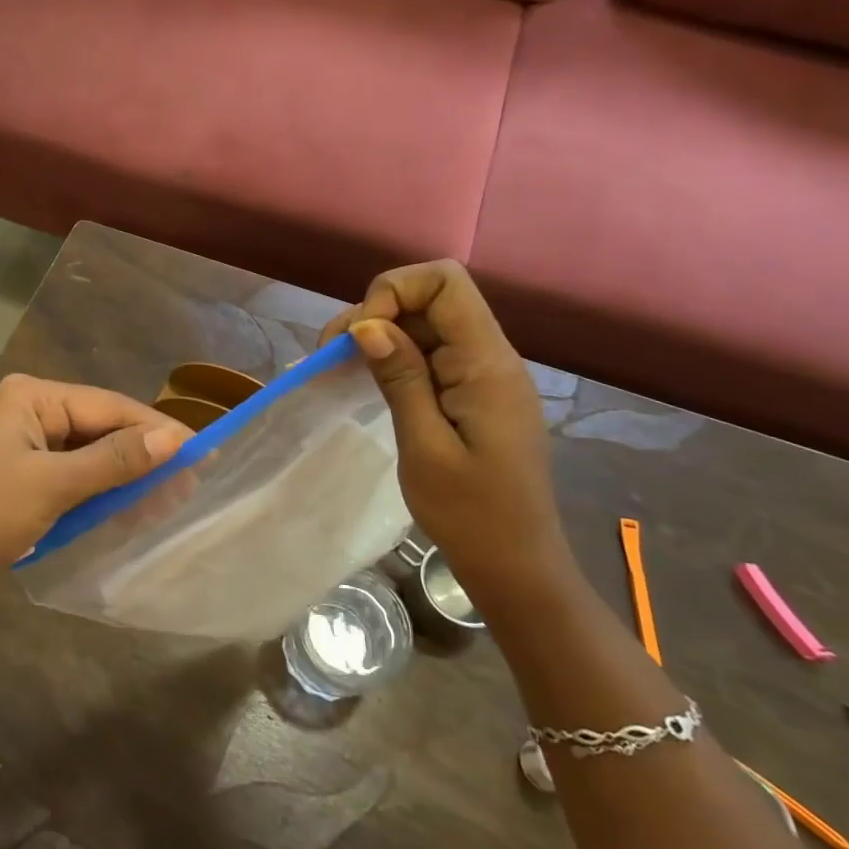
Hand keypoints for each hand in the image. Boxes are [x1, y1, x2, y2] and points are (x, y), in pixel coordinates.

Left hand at [0, 374, 188, 605]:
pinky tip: (135, 509)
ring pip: (92, 456)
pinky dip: (103, 494)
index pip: (108, 405)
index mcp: (32, 398)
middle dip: (144, 455)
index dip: (156, 428)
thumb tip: (174, 438)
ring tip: (173, 499)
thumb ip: (115, 460)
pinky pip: (76, 479)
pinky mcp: (26, 481)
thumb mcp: (53, 486)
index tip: (202, 451)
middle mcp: (31, 414)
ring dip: (127, 477)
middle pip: (102, 429)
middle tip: (192, 481)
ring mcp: (27, 448)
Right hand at [319, 261, 567, 595]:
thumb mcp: (425, 448)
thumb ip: (401, 379)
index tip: (361, 334)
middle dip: (376, 310)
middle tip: (331, 351)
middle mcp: (491, 357)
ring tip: (337, 363)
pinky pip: (431, 352)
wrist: (517, 566)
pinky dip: (394, 355)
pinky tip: (364, 375)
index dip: (395, 290)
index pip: (446, 282)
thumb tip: (367, 324)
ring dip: (380, 332)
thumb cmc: (471, 515)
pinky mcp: (473, 392)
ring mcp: (483, 374)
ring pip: (426, 322)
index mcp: (487, 365)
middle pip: (432, 297)